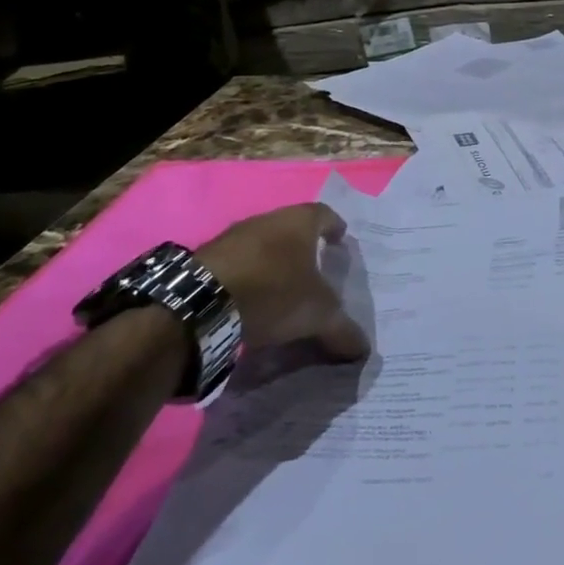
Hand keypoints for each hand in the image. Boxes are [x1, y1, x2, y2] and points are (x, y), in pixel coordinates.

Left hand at [196, 203, 368, 360]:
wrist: (200, 303)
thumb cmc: (273, 292)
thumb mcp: (318, 315)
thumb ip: (343, 329)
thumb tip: (363, 350)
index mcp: (299, 222)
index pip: (325, 214)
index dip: (335, 228)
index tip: (340, 242)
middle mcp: (267, 219)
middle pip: (292, 229)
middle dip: (303, 248)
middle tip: (313, 271)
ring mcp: (232, 237)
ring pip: (262, 245)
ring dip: (271, 263)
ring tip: (281, 290)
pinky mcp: (205, 258)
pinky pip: (236, 264)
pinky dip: (247, 278)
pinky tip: (249, 301)